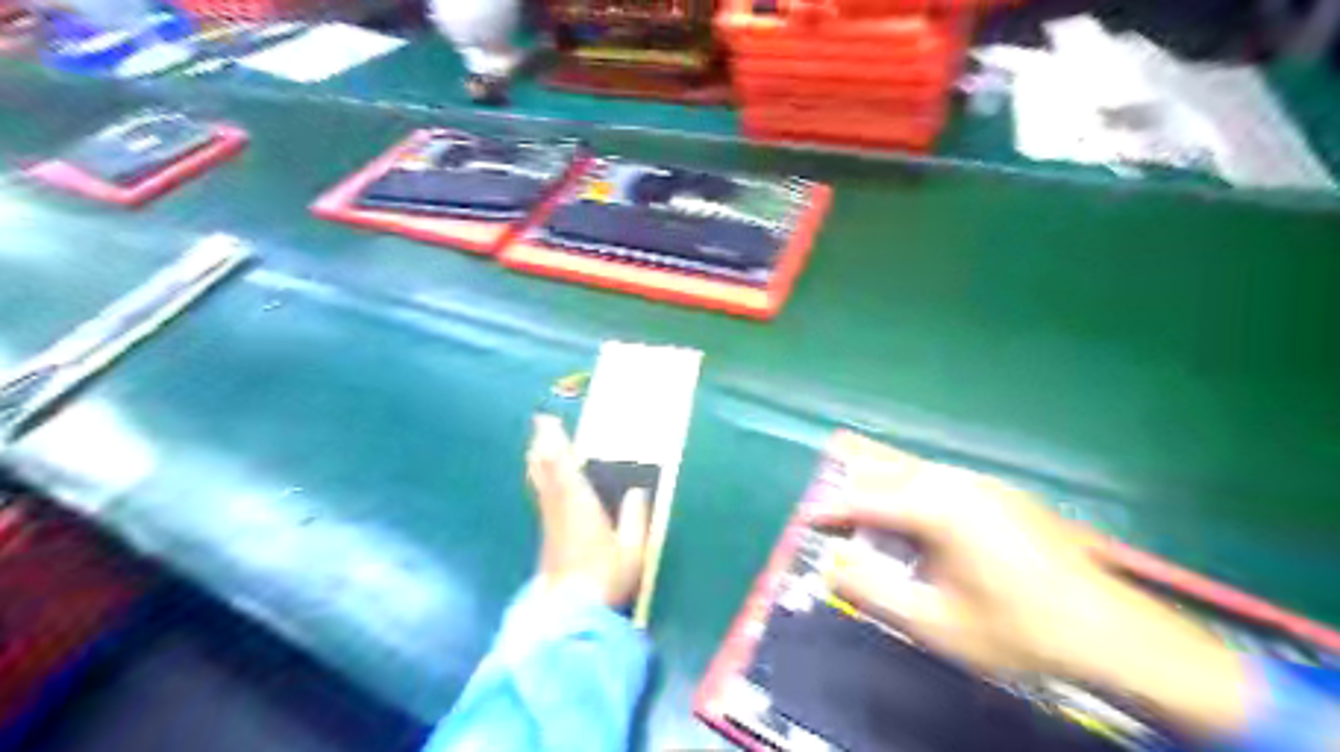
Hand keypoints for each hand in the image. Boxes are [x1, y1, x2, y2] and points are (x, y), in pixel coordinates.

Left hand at [523, 413, 649, 606]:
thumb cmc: (605, 578)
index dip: (555, 444)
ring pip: (542, 486)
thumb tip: (637, 490)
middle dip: (542, 448)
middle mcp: (560, 511)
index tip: (546, 421)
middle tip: (538, 426)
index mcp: (580, 508)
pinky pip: (544, 500)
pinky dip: (542, 483)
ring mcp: (551, 525)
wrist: (571, 614)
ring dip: (539, 464)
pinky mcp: (547, 540)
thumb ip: (635, 518)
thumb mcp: (631, 549)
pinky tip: (545, 484)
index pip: (564, 468)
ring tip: (537, 447)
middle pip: (546, 473)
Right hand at [812, 461, 1252, 736]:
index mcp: (939, 507)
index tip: (807, 520)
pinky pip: (943, 481)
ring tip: (868, 515)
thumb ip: (874, 591)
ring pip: (917, 472)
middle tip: (834, 515)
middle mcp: (959, 481)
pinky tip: (919, 519)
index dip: (833, 510)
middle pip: (890, 472)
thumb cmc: (1017, 631)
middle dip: (856, 490)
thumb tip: (833, 565)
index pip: (867, 499)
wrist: (1114, 634)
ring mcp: (986, 483)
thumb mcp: (935, 623)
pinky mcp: (1005, 493)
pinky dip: (916, 493)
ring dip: (886, 489)